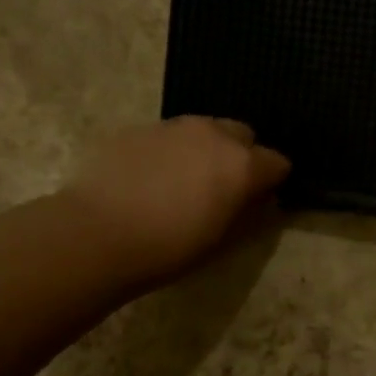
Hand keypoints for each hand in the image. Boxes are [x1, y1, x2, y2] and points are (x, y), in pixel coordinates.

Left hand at [65, 118, 289, 290]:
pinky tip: (150, 179)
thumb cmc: (170, 248)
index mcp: (242, 164)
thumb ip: (249, 213)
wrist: (97, 234)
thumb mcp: (223, 241)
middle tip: (223, 187)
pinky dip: (169, 152)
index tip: (260, 199)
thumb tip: (260, 199)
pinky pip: (167, 136)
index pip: (278, 162)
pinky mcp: (137, 129)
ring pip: (203, 129)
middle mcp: (213, 134)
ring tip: (184, 182)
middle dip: (241, 155)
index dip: (272, 181)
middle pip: (243, 134)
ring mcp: (172, 126)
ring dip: (205, 149)